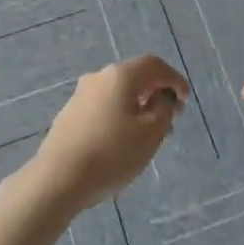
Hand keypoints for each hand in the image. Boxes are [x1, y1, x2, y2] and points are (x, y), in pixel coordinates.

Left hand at [25, 55, 189, 213]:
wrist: (58, 179)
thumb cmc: (111, 154)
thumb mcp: (150, 134)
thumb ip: (163, 110)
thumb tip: (163, 98)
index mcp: (120, 75)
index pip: (154, 65)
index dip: (174, 79)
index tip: (185, 101)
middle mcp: (98, 77)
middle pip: (135, 76)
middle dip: (156, 93)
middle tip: (171, 118)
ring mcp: (80, 95)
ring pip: (118, 93)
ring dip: (138, 106)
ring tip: (150, 133)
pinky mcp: (70, 114)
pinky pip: (103, 106)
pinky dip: (120, 114)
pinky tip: (123, 139)